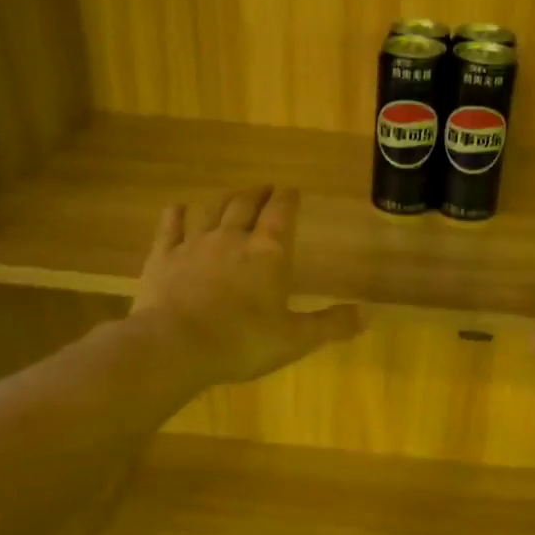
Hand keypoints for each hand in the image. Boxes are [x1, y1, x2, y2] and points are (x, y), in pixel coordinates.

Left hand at [131, 185, 362, 385]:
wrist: (175, 345)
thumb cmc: (243, 342)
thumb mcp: (296, 339)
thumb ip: (332, 324)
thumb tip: (371, 314)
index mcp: (269, 253)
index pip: (282, 214)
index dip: (288, 200)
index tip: (291, 190)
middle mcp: (233, 238)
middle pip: (246, 205)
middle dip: (258, 195)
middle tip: (265, 189)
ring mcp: (195, 244)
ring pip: (212, 211)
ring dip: (224, 201)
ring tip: (232, 196)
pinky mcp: (163, 257)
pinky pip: (171, 227)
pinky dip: (176, 215)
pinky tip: (178, 208)